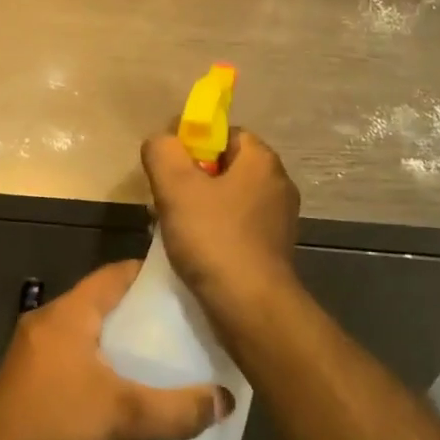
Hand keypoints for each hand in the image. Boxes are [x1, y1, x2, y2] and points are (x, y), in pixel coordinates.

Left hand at [0, 262, 233, 439]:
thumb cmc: (56, 420)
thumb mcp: (125, 415)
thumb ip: (178, 409)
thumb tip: (225, 401)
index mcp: (71, 311)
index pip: (116, 273)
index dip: (151, 275)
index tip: (186, 285)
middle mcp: (51, 318)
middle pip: (104, 300)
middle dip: (142, 310)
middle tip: (183, 323)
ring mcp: (36, 347)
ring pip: (89, 329)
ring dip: (120, 337)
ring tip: (161, 354)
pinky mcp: (31, 375)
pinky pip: (75, 353)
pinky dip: (101, 359)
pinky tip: (123, 385)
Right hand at [141, 129, 300, 321]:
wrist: (250, 306)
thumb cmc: (214, 239)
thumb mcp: (176, 187)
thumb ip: (162, 151)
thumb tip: (161, 141)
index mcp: (262, 160)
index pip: (224, 133)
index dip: (192, 143)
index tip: (167, 166)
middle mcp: (277, 183)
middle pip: (225, 166)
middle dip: (191, 178)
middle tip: (164, 198)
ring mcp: (278, 219)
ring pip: (228, 198)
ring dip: (199, 207)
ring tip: (172, 227)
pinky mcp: (273, 249)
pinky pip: (236, 226)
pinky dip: (214, 231)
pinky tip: (193, 250)